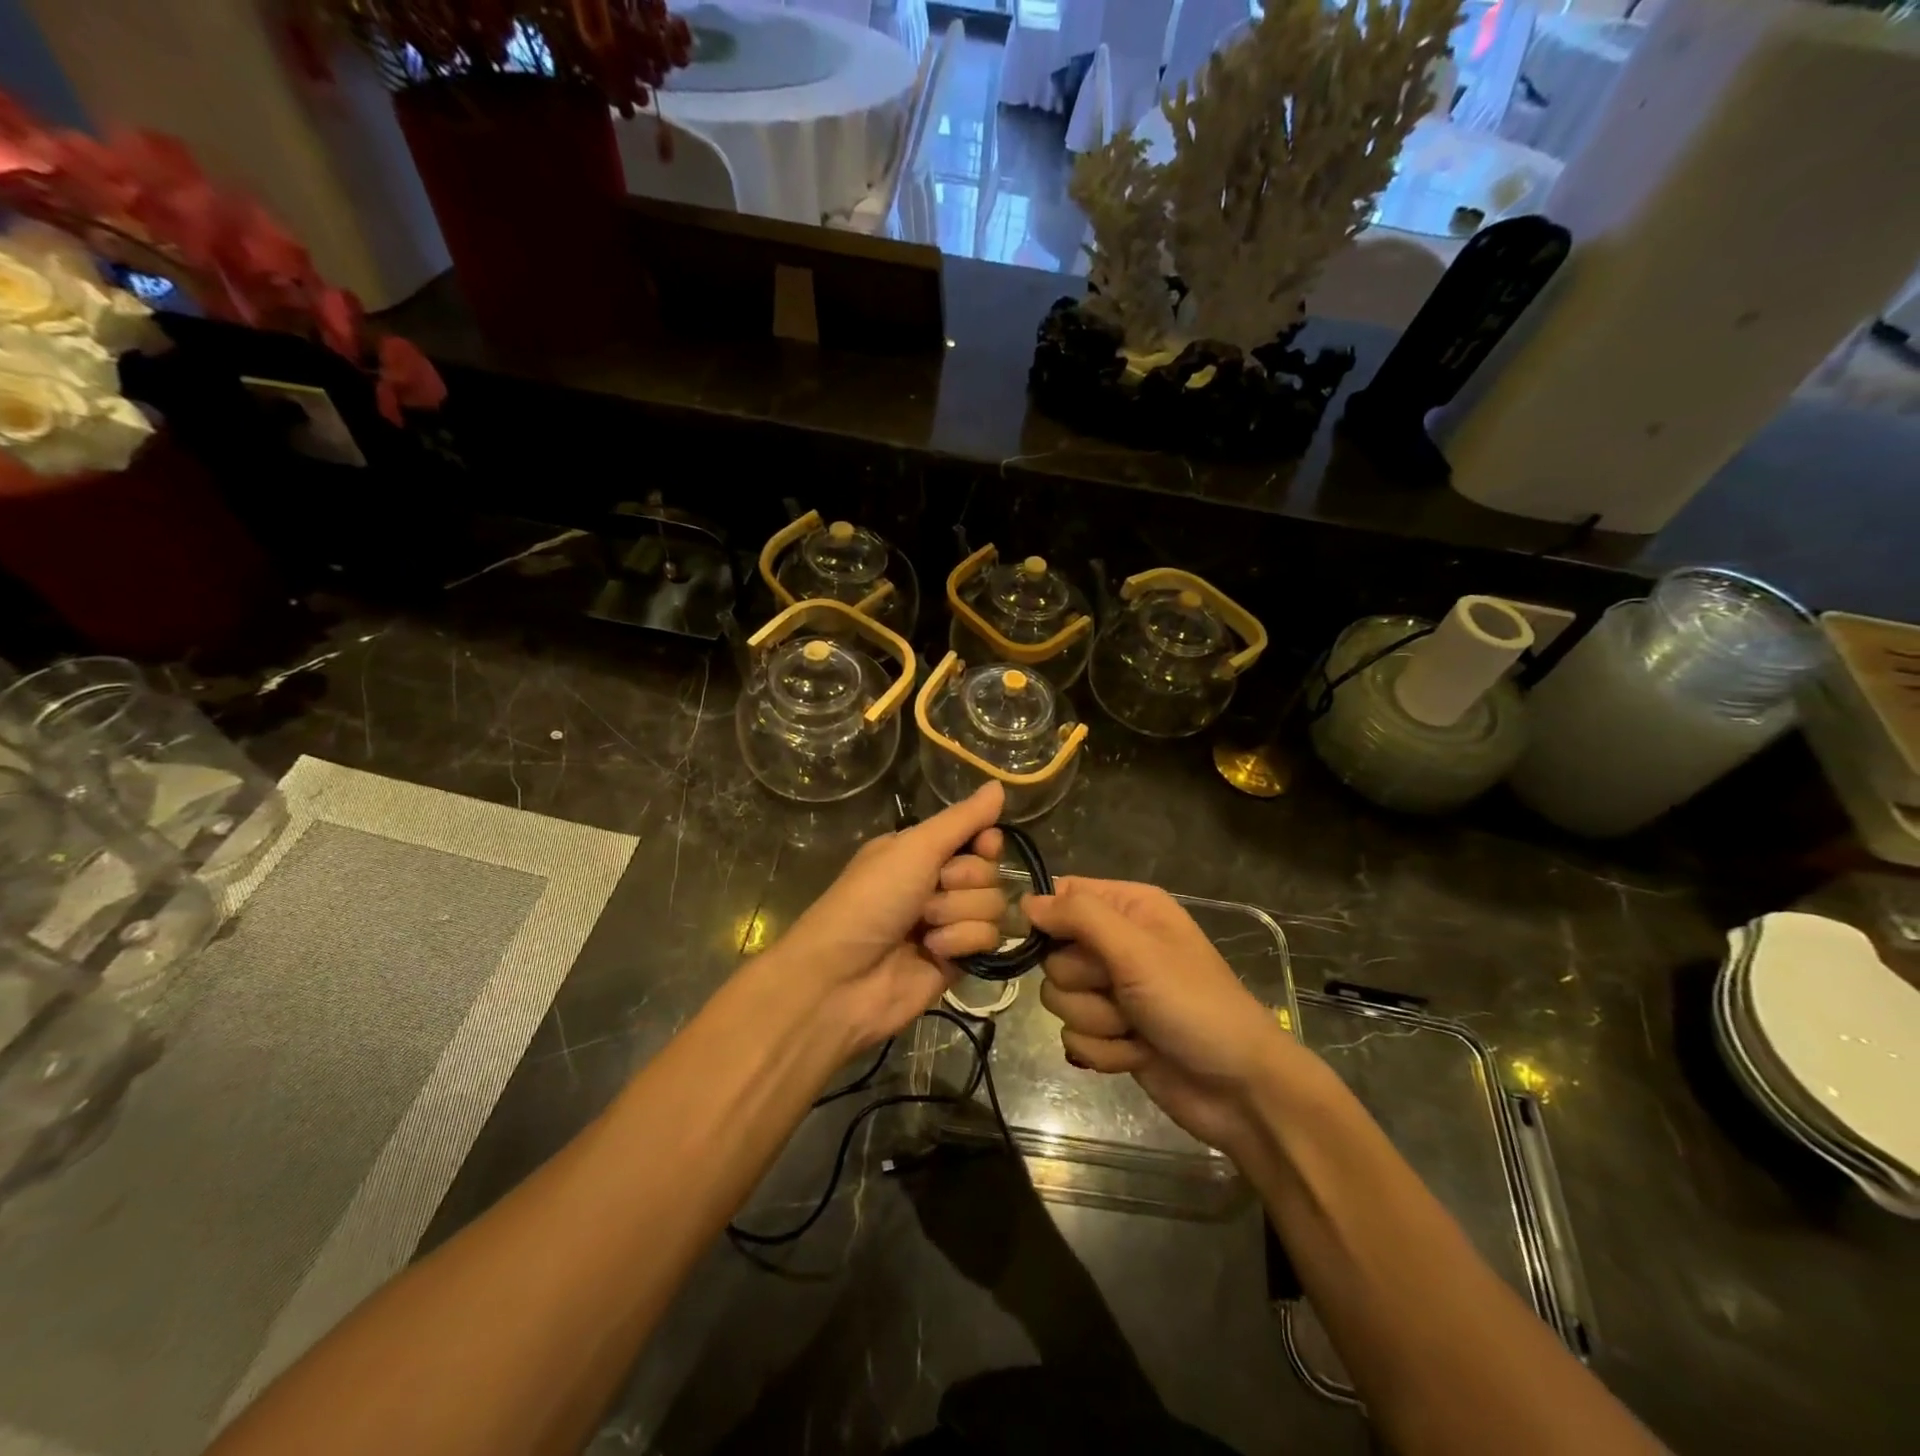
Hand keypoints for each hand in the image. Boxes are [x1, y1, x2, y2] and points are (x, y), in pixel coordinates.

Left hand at [775, 782, 1008, 1051]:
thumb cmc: (871, 900)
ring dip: (958, 914)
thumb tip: (999, 784)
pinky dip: (961, 942)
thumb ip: (962, 820)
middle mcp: (936, 883)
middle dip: (964, 882)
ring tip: (924, 927)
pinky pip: (987, 940)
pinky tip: (934, 951)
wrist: (842, 978)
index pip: (978, 837)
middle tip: (930, 892)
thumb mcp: (914, 848)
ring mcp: (948, 923)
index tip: (982, 846)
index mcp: (920, 851)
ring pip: (992, 906)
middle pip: (989, 872)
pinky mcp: (957, 959)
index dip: (986, 843)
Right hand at [1023, 878, 1315, 1161]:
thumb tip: (1027, 902)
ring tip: (1135, 1027)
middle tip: (1120, 991)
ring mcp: (1114, 991)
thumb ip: (1080, 917)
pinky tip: (1138, 1054)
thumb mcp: (1137, 950)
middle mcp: (1117, 943)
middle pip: (1054, 954)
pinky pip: (1074, 1036)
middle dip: (1083, 982)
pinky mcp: (1112, 1033)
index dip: (1050, 920)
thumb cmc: (1193, 1005)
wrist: (1240, 1089)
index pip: (1063, 895)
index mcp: (1129, 908)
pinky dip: (1104, 1050)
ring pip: (1060, 998)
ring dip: (1096, 1020)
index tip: (1053, 943)